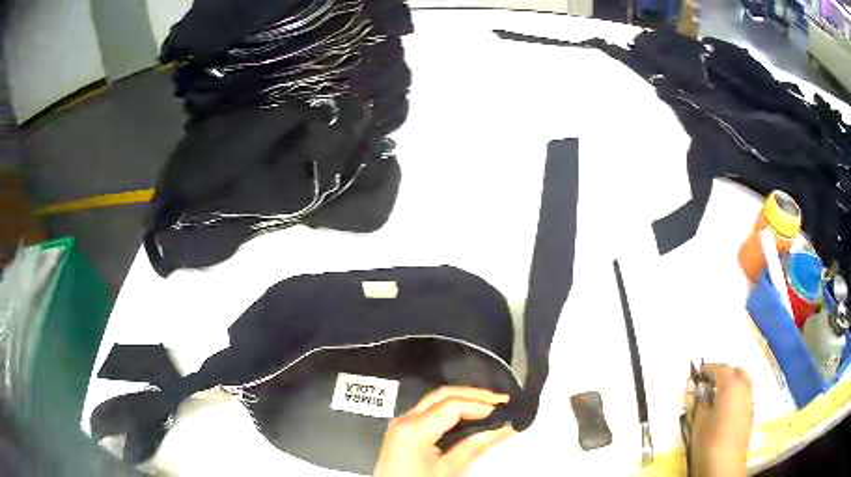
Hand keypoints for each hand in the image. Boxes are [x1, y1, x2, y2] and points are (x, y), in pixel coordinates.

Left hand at [373, 386, 514, 476]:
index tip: (504, 408)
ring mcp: (401, 423)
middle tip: (501, 401)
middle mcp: (405, 419)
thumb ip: (475, 447)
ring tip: (490, 406)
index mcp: (414, 428)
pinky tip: (469, 416)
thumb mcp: (448, 470)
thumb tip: (502, 429)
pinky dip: (451, 410)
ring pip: (436, 400)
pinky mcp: (403, 431)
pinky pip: (429, 411)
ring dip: (463, 400)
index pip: (453, 404)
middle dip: (474, 395)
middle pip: (442, 395)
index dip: (481, 403)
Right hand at [686, 364, 753, 476]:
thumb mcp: (697, 423)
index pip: (720, 369)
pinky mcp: (750, 414)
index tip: (699, 371)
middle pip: (736, 372)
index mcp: (730, 386)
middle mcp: (743, 388)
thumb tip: (692, 390)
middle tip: (710, 381)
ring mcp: (749, 401)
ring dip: (732, 383)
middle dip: (724, 373)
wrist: (725, 465)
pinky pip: (745, 395)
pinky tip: (726, 408)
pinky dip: (737, 394)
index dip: (709, 368)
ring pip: (743, 382)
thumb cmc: (709, 441)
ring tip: (718, 394)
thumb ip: (696, 403)